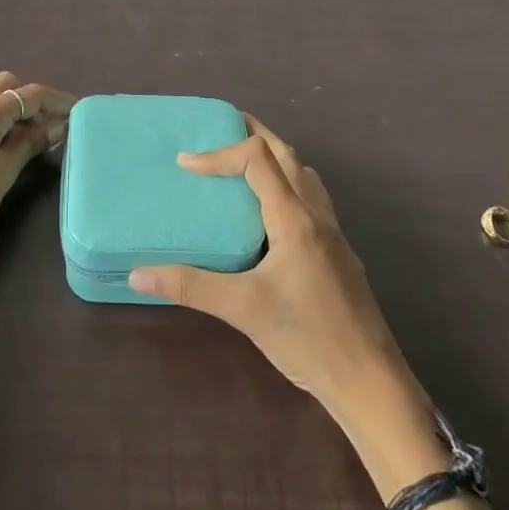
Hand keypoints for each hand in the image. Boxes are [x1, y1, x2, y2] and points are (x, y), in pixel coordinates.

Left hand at [0, 72, 71, 347]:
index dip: (56, 100)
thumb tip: (54, 125)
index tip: (78, 111)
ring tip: (22, 135)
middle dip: (30, 99)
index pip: (29, 94)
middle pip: (5, 85)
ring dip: (6, 105)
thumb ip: (28, 144)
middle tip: (50, 126)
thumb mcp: (2, 176)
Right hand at [129, 117, 437, 475]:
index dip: (219, 153)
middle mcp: (316, 214)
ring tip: (242, 166)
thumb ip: (190, 287)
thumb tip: (137, 274)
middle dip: (254, 133)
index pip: (257, 158)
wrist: (371, 382)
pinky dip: (287, 185)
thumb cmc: (307, 338)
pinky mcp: (338, 253)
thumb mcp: (242, 310)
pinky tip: (270, 216)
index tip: (185, 164)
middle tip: (220, 128)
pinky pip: (311, 198)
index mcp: (293, 217)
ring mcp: (333, 233)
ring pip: (304, 175)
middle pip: (287, 154)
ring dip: (275, 158)